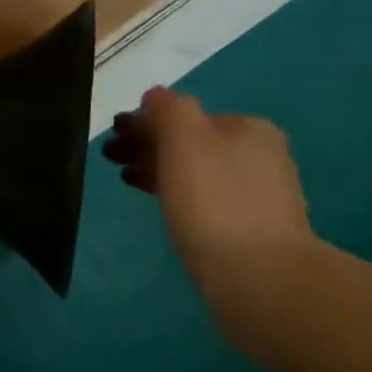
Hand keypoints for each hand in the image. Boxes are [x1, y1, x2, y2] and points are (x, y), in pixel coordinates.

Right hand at [104, 87, 315, 344]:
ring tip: (127, 182)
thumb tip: (156, 95)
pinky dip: (179, 195)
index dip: (144, 124)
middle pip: (192, 142)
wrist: (259, 276)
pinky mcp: (253, 227)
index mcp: (247, 128)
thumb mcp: (186, 142)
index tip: (111, 139)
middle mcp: (261, 153)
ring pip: (197, 171)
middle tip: (111, 160)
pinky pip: (206, 199)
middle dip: (149, 146)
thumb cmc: (214, 203)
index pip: (184, 116)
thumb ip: (170, 111)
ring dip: (160, 171)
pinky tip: (164, 207)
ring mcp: (260, 192)